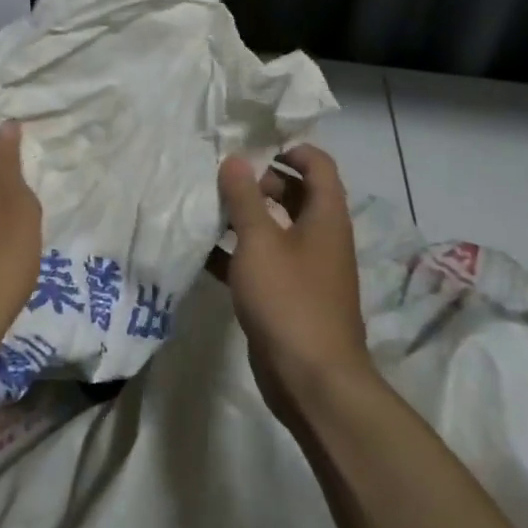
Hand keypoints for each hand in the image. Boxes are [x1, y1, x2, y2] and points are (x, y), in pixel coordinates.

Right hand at [218, 145, 369, 424]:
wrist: (312, 381)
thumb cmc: (290, 300)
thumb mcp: (260, 242)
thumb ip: (244, 198)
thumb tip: (235, 159)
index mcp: (325, 217)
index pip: (317, 164)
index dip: (289, 149)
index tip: (250, 146)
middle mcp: (319, 237)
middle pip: (294, 194)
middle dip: (259, 182)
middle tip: (219, 177)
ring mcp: (304, 269)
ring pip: (274, 228)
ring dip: (244, 216)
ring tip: (204, 205)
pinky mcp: (286, 296)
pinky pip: (261, 262)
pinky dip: (236, 252)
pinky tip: (202, 250)